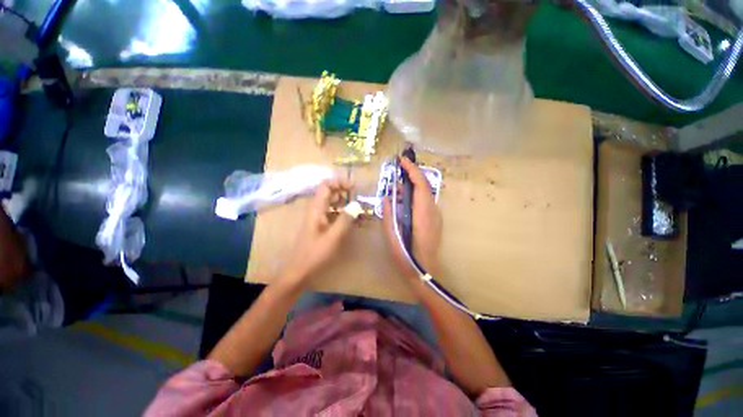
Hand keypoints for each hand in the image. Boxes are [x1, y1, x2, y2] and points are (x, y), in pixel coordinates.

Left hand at [280, 178, 354, 287]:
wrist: (299, 271)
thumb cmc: (315, 254)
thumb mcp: (333, 237)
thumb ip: (345, 219)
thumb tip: (356, 204)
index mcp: (316, 209)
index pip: (326, 185)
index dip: (340, 182)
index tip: (354, 187)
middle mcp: (316, 210)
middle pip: (329, 193)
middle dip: (344, 192)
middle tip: (358, 198)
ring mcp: (318, 218)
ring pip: (332, 203)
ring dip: (344, 203)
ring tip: (358, 208)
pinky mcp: (321, 226)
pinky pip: (333, 214)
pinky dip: (342, 214)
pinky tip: (352, 221)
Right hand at [383, 157, 441, 280]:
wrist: (425, 271)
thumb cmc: (406, 255)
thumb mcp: (392, 235)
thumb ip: (388, 214)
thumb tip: (387, 197)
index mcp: (422, 214)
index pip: (421, 185)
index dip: (413, 170)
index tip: (402, 161)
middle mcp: (432, 212)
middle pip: (425, 186)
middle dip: (412, 175)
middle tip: (397, 174)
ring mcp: (436, 216)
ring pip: (426, 194)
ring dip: (413, 187)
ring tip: (398, 191)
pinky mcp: (436, 221)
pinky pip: (426, 202)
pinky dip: (415, 197)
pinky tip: (405, 204)